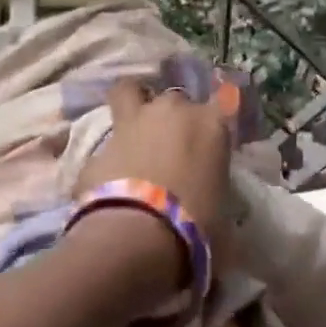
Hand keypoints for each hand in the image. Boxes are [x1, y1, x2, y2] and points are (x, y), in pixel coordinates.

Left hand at [74, 77, 237, 270]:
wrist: (138, 236)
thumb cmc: (196, 226)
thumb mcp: (222, 211)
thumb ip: (216, 190)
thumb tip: (210, 200)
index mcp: (212, 123)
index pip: (225, 101)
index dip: (216, 118)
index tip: (212, 137)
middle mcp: (174, 110)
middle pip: (176, 99)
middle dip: (174, 116)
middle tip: (172, 145)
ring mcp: (134, 120)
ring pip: (130, 90)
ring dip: (133, 104)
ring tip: (135, 130)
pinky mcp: (100, 143)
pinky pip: (107, 141)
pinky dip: (108, 155)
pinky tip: (107, 177)